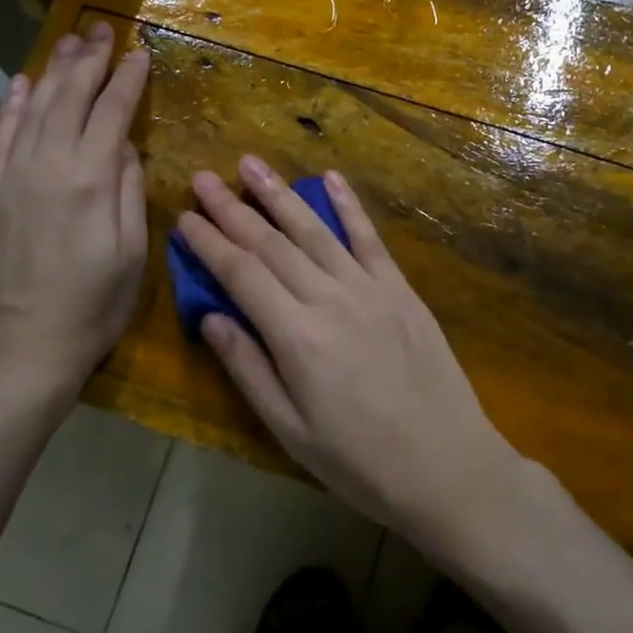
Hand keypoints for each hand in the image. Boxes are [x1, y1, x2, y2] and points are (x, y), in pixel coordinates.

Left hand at [0, 23, 149, 408]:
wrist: (17, 357)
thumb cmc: (89, 313)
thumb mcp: (129, 258)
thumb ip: (128, 193)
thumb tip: (125, 146)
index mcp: (89, 182)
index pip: (111, 113)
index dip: (127, 80)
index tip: (140, 52)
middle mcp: (47, 168)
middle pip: (69, 99)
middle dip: (89, 60)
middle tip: (101, 29)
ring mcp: (11, 180)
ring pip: (34, 109)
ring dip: (53, 72)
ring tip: (69, 42)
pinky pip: (0, 139)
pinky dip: (12, 107)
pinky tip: (22, 84)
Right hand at [176, 157, 524, 556]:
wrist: (448, 468)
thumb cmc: (359, 462)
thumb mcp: (290, 430)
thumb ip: (248, 368)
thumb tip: (210, 316)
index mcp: (296, 337)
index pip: (241, 273)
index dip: (209, 242)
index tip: (184, 216)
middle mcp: (329, 299)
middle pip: (271, 243)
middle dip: (232, 208)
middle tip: (203, 177)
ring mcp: (370, 289)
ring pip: (315, 230)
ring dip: (280, 194)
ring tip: (251, 164)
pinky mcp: (401, 290)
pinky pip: (370, 238)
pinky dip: (349, 205)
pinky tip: (331, 177)